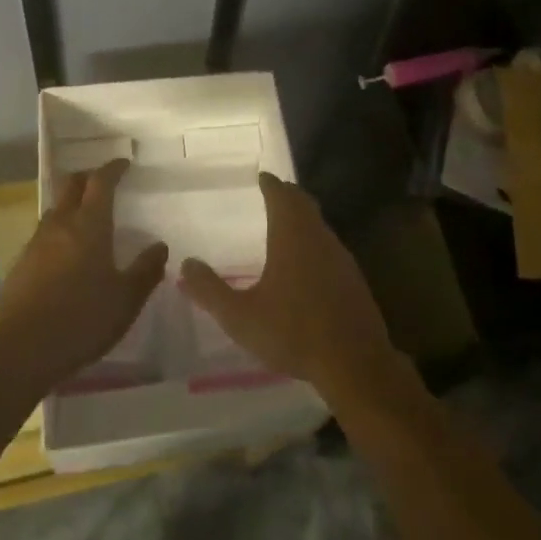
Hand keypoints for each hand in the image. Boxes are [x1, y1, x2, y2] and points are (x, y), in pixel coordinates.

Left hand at [0, 160, 166, 395]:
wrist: (21, 351)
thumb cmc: (82, 320)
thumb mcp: (126, 300)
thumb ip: (146, 270)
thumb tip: (160, 246)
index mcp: (89, 225)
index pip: (101, 182)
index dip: (112, 169)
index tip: (123, 163)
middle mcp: (60, 225)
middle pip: (71, 185)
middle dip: (88, 177)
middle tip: (103, 182)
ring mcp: (36, 243)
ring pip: (55, 209)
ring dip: (71, 204)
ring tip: (85, 217)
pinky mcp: (20, 264)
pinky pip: (43, 234)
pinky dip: (58, 230)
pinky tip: (64, 253)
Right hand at [178, 173, 404, 409]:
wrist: (355, 362)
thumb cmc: (293, 332)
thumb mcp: (240, 317)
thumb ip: (210, 291)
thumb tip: (186, 264)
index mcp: (291, 235)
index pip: (281, 195)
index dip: (270, 183)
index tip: (262, 177)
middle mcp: (318, 236)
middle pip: (303, 204)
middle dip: (288, 195)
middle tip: (274, 193)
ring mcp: (340, 256)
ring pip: (319, 224)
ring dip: (304, 218)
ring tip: (287, 225)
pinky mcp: (353, 278)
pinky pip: (330, 246)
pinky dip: (316, 242)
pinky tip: (309, 264)